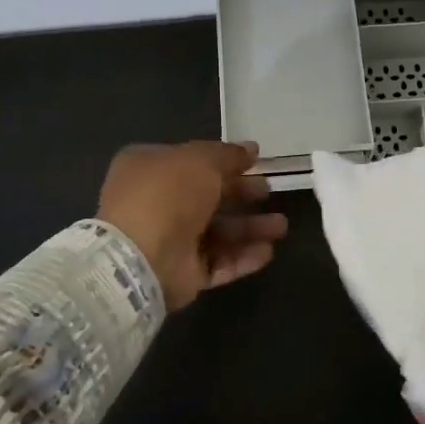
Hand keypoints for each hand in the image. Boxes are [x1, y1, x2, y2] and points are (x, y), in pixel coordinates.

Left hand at [96, 141, 288, 310]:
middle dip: (242, 194)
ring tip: (281, 226)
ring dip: (250, 227)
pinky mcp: (182, 273)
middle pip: (208, 196)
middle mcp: (157, 203)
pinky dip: (242, 257)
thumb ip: (228, 155)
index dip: (224, 160)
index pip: (191, 161)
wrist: (142, 257)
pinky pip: (217, 262)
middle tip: (270, 191)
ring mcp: (169, 240)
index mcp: (149, 168)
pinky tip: (268, 251)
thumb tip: (251, 150)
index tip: (256, 161)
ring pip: (217, 232)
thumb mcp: (200, 160)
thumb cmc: (167, 195)